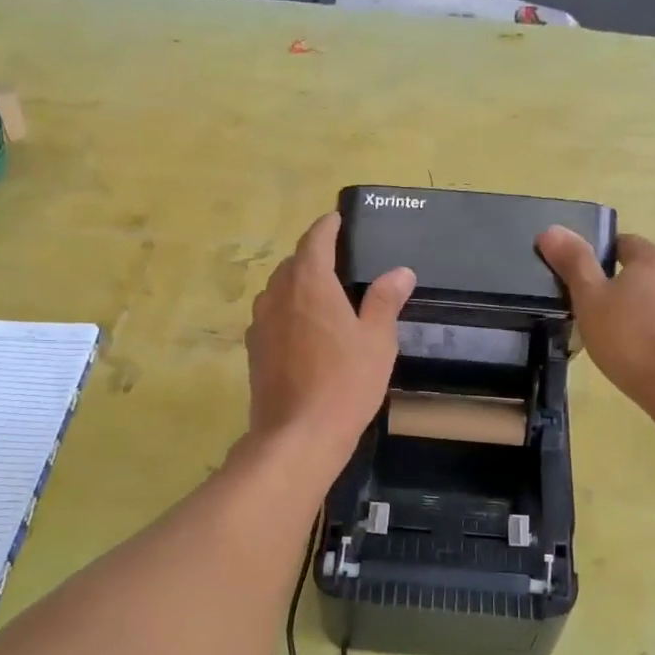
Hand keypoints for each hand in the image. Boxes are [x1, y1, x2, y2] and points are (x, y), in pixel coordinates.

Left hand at [246, 213, 414, 459]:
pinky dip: (287, 312)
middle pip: (293, 264)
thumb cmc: (345, 383)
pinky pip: (271, 317)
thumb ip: (385, 300)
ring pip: (278, 290)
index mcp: (309, 283)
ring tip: (321, 296)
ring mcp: (260, 323)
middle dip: (313, 257)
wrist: (298, 434)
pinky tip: (304, 332)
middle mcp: (278, 295)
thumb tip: (400, 271)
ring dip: (297, 285)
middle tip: (338, 262)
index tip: (336, 219)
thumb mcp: (377, 340)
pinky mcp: (254, 350)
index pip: (315, 240)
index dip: (327, 227)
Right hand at [536, 227, 654, 407]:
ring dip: (647, 312)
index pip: (625, 243)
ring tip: (623, 339)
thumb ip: (573, 263)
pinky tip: (649, 357)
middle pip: (647, 273)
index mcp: (652, 261)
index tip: (586, 276)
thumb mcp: (589, 299)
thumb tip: (551, 230)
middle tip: (598, 311)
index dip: (604, 254)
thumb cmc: (627, 338)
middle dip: (625, 286)